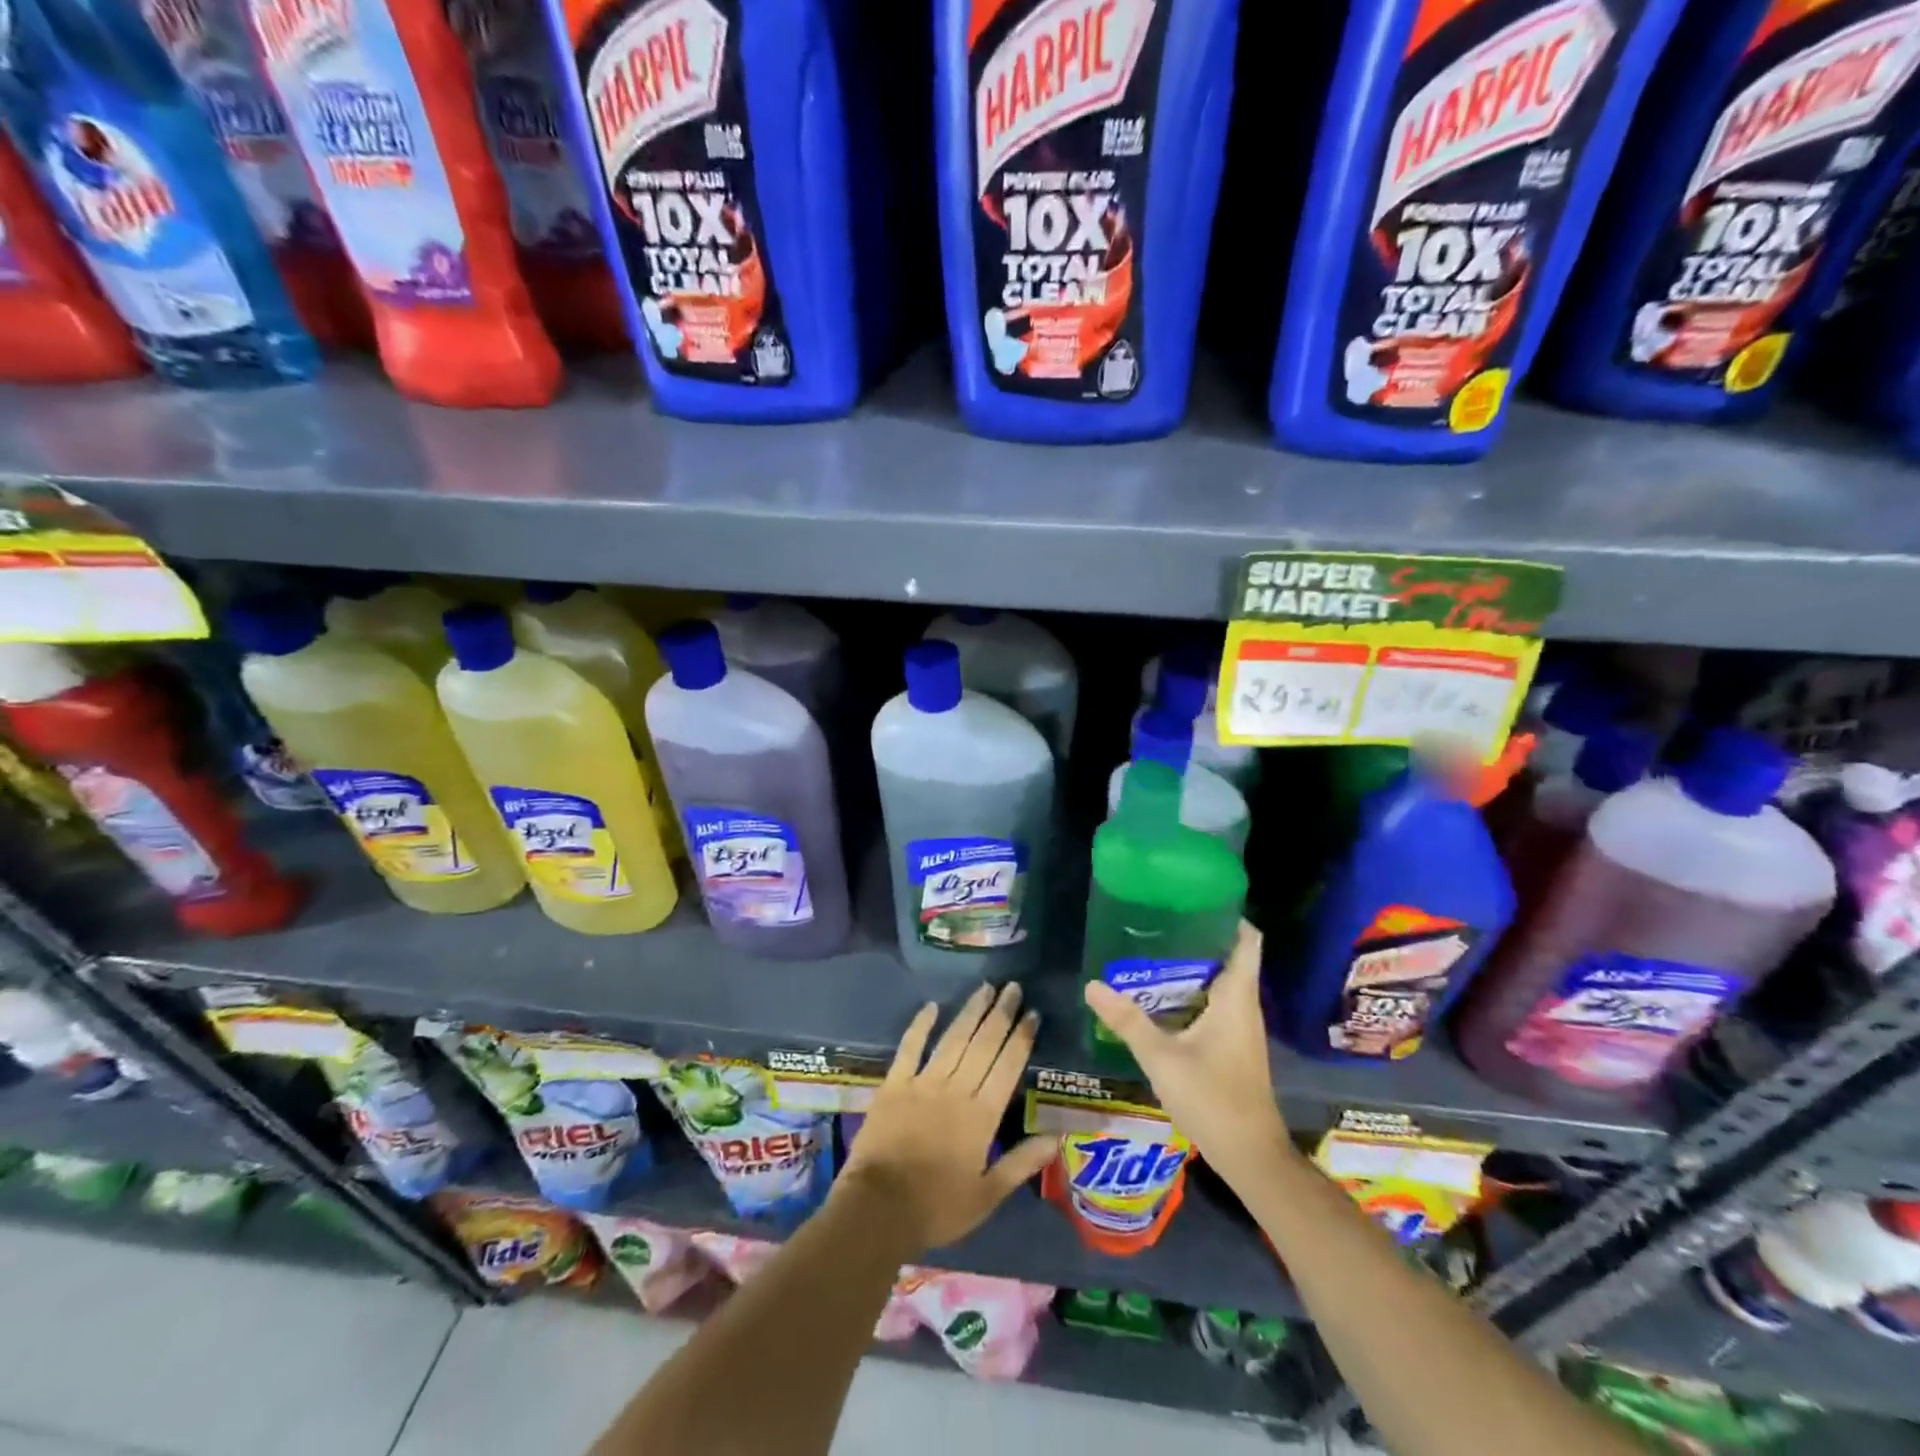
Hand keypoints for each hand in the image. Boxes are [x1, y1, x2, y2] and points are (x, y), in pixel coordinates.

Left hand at [836, 981, 1058, 1252]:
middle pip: (983, 1044)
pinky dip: (920, 1025)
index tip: (1032, 1013)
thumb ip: (1022, 1163)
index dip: (1021, 1038)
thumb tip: (1057, 1137)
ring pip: (953, 1039)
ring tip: (986, 988)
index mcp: (982, 1116)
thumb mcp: (988, 1195)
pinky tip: (931, 1006)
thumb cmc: (937, 1207)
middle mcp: (956, 1090)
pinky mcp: (894, 1084)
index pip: (1007, 1067)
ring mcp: (923, 1083)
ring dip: (971, 1012)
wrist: (878, 1210)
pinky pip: (910, 1047)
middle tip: (1013, 987)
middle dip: (1001, 1014)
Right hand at [1083, 921, 1291, 1186]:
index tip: (1194, 899)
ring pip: (1220, 982)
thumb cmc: (1213, 1099)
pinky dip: (1192, 992)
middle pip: (1228, 956)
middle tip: (1157, 922)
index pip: (1247, 940)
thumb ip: (1127, 1021)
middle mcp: (1244, 1005)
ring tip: (1151, 951)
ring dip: (1191, 966)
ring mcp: (1241, 1027)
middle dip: (1197, 937)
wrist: (1250, 1156)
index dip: (1228, 915)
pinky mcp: (1233, 1045)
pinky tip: (1160, 997)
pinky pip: (1215, 1003)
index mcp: (1236, 997)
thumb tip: (1092, 984)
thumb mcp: (1162, 1058)